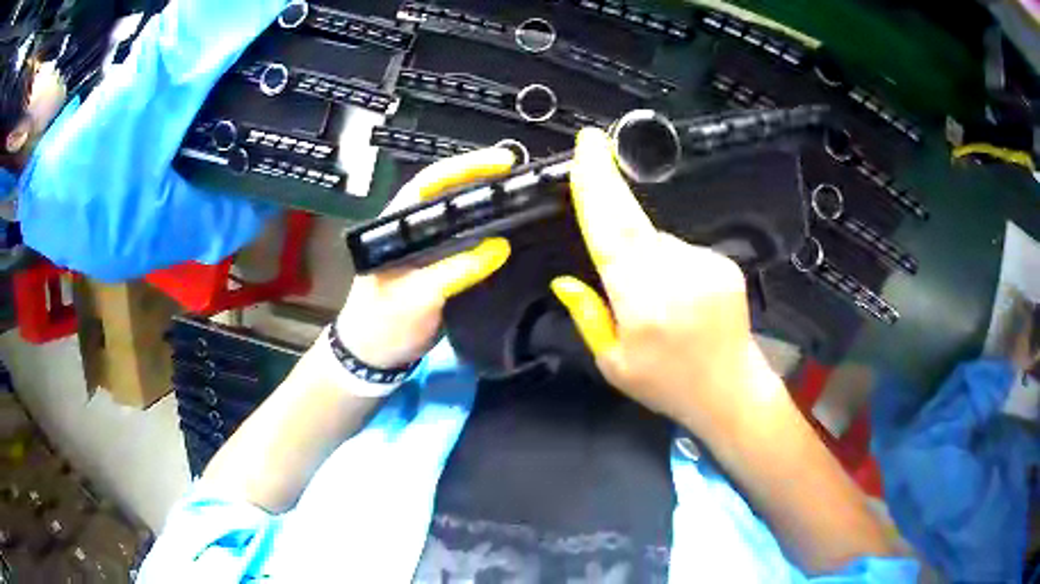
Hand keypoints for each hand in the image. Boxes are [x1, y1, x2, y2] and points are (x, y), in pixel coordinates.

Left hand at [338, 148, 515, 368]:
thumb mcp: (417, 297)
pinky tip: (513, 234)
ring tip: (523, 198)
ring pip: (461, 221)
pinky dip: (490, 238)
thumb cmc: (383, 324)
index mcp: (396, 227)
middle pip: (449, 197)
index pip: (430, 185)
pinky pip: (469, 247)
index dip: (464, 168)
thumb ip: (456, 270)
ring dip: (488, 208)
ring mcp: (428, 252)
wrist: (374, 359)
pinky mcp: (442, 271)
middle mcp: (413, 232)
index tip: (501, 163)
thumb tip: (500, 247)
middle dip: (483, 182)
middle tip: (520, 176)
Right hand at [551, 129, 785, 438]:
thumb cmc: (666, 385)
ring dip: (643, 253)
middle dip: (609, 191)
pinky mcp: (724, 263)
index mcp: (643, 304)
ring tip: (652, 296)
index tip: (588, 147)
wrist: (730, 391)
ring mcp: (706, 265)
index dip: (597, 187)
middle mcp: (677, 275)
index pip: (613, 233)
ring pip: (658, 239)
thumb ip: (589, 316)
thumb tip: (564, 279)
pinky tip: (678, 295)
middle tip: (593, 154)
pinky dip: (669, 262)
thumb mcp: (614, 364)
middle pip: (633, 223)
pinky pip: (682, 249)